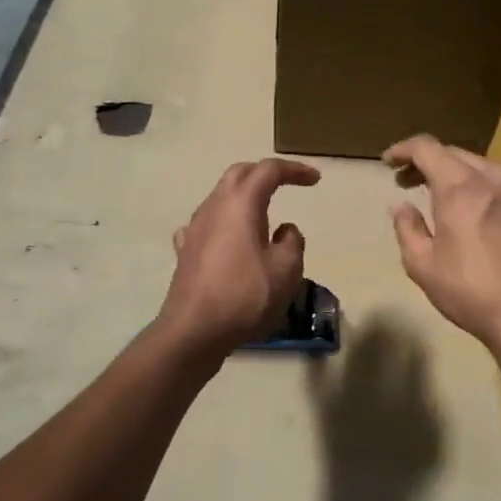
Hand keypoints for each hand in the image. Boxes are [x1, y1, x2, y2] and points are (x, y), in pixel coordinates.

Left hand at [157, 157, 320, 357]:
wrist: (194, 331)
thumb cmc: (245, 296)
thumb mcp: (287, 270)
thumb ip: (292, 242)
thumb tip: (283, 230)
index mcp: (240, 204)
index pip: (268, 171)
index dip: (294, 170)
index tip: (315, 180)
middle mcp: (213, 207)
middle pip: (238, 174)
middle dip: (264, 173)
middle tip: (287, 183)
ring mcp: (194, 229)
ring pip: (219, 198)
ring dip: (243, 198)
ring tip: (263, 215)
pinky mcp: (185, 252)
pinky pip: (206, 224)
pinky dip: (224, 223)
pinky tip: (228, 239)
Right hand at [384, 135, 500, 358]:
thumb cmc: (471, 291)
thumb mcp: (423, 265)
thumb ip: (407, 228)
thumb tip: (401, 207)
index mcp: (460, 186)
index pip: (427, 147)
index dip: (403, 150)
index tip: (388, 162)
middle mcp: (493, 177)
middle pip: (454, 153)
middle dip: (427, 162)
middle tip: (407, 182)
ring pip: (481, 167)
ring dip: (455, 174)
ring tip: (439, 196)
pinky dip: (480, 190)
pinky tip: (474, 215)